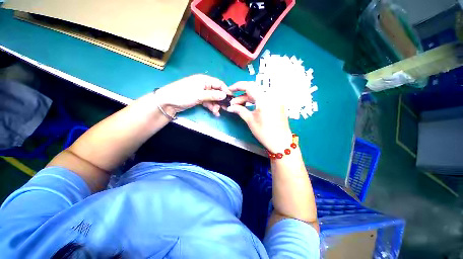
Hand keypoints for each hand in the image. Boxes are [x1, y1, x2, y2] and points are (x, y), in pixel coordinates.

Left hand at [154, 74, 231, 116]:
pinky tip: (215, 113)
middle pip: (217, 92)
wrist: (167, 102)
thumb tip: (225, 95)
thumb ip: (212, 95)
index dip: (225, 91)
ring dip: (216, 105)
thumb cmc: (183, 95)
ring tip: (217, 112)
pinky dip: (211, 107)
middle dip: (221, 100)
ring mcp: (201, 93)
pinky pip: (208, 102)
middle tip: (225, 108)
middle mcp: (204, 85)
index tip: (231, 99)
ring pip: (213, 98)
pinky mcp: (199, 99)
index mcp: (204, 80)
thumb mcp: (199, 95)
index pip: (219, 84)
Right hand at [227, 82, 292, 152]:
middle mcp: (271, 95)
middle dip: (241, 94)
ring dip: (247, 98)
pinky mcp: (277, 103)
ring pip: (258, 93)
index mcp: (264, 98)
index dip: (237, 86)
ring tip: (238, 105)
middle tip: (233, 101)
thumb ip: (239, 110)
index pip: (249, 86)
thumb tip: (230, 107)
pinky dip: (255, 100)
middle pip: (253, 89)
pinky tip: (248, 105)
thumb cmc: (265, 132)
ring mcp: (276, 99)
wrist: (280, 141)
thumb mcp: (250, 120)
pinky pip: (264, 97)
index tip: (229, 90)